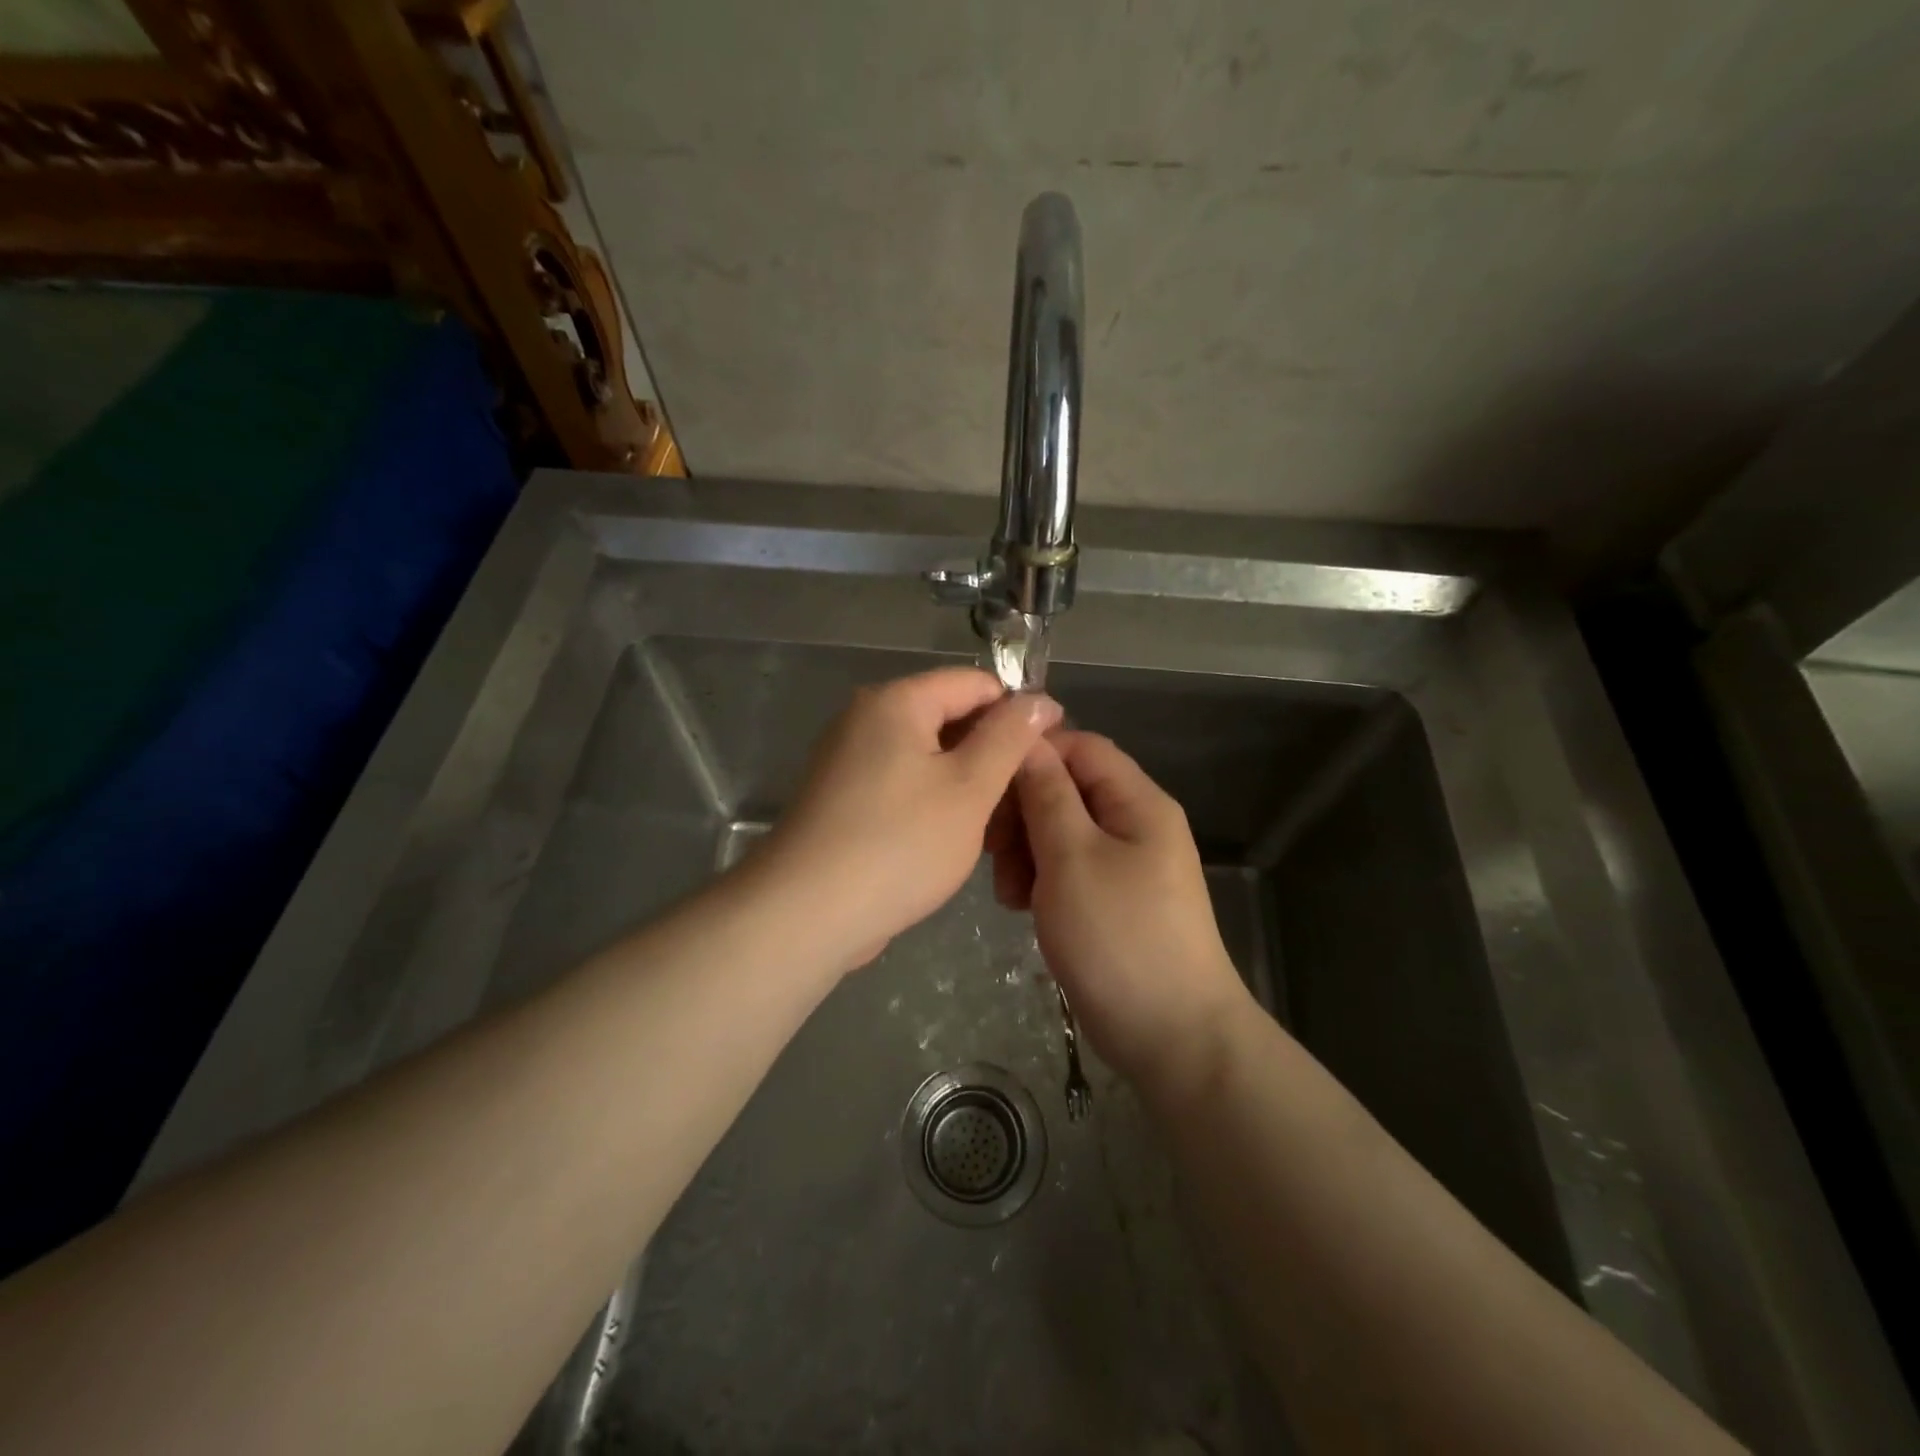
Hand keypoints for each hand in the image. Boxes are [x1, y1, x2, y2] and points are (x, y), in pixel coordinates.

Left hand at [757, 668, 1062, 971]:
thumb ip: (1008, 737)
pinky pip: (905, 784)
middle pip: (950, 718)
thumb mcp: (969, 787)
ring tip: (1003, 828)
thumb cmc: (899, 843)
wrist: (808, 913)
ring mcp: (851, 760)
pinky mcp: (846, 799)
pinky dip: (936, 803)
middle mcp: (867, 719)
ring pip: (930, 757)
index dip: (1018, 711)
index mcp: (896, 701)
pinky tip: (961, 839)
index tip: (1052, 751)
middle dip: (994, 753)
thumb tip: (1038, 699)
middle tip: (1029, 798)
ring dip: (969, 784)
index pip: (974, 683)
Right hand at [997, 730, 1250, 1087]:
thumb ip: (1047, 795)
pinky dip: (1041, 879)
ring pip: (1062, 831)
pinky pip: (1069, 869)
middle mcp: (1135, 824)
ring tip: (1006, 890)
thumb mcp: (1072, 857)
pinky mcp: (1112, 899)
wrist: (1173, 1036)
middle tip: (991, 849)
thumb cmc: (1119, 937)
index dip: (1032, 755)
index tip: (987, 784)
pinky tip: (1020, 905)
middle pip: (1068, 790)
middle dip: (1023, 812)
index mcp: (1137, 802)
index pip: (1079, 746)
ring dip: (1025, 850)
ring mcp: (1125, 864)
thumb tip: (1029, 740)